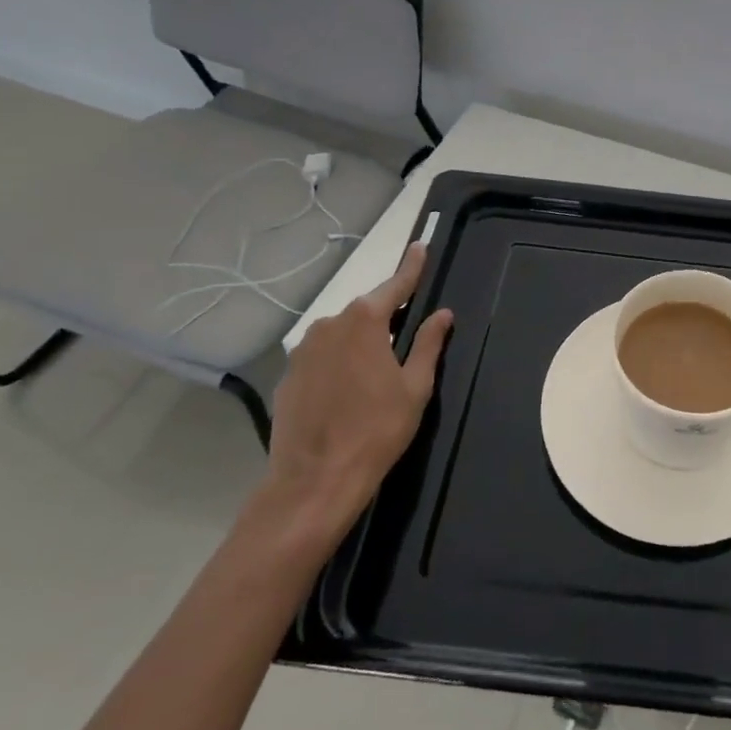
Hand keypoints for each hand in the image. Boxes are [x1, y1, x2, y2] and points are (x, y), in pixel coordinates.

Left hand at [256, 244, 452, 553]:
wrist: (313, 483)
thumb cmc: (376, 431)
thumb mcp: (415, 387)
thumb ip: (428, 344)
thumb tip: (443, 314)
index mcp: (364, 321)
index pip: (395, 285)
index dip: (411, 267)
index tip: (420, 246)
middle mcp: (329, 325)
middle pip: (365, 310)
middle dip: (384, 314)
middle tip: (405, 328)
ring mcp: (303, 351)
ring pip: (340, 333)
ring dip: (359, 340)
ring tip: (375, 367)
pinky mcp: (287, 376)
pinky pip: (321, 357)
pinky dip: (337, 362)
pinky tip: (347, 389)